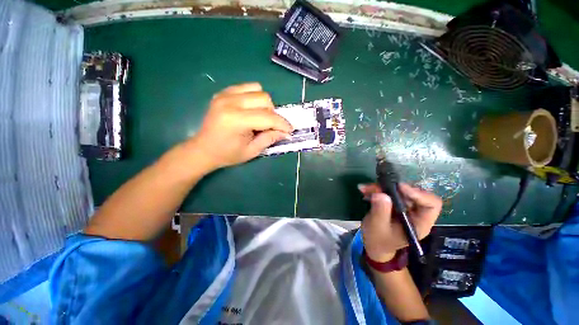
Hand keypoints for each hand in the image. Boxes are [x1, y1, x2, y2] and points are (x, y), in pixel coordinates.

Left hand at [186, 83, 292, 169]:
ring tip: (260, 117)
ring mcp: (225, 95)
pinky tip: (250, 110)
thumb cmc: (227, 154)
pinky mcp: (223, 93)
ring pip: (257, 90)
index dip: (282, 124)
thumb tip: (285, 132)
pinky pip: (247, 88)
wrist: (203, 149)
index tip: (290, 130)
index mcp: (236, 120)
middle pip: (264, 99)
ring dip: (264, 104)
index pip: (267, 117)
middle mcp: (230, 102)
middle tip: (271, 127)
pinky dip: (254, 97)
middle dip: (273, 114)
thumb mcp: (251, 151)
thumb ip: (269, 139)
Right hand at [359, 183, 441, 261]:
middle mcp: (415, 213)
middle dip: (392, 188)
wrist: (374, 244)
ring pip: (398, 190)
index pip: (431, 204)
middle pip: (411, 193)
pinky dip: (376, 189)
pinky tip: (365, 190)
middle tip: (375, 187)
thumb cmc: (378, 240)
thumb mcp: (377, 228)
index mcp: (419, 223)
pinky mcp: (395, 203)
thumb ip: (381, 212)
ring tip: (365, 189)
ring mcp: (405, 207)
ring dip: (381, 187)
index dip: (418, 194)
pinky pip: (388, 191)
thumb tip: (381, 194)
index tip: (399, 188)